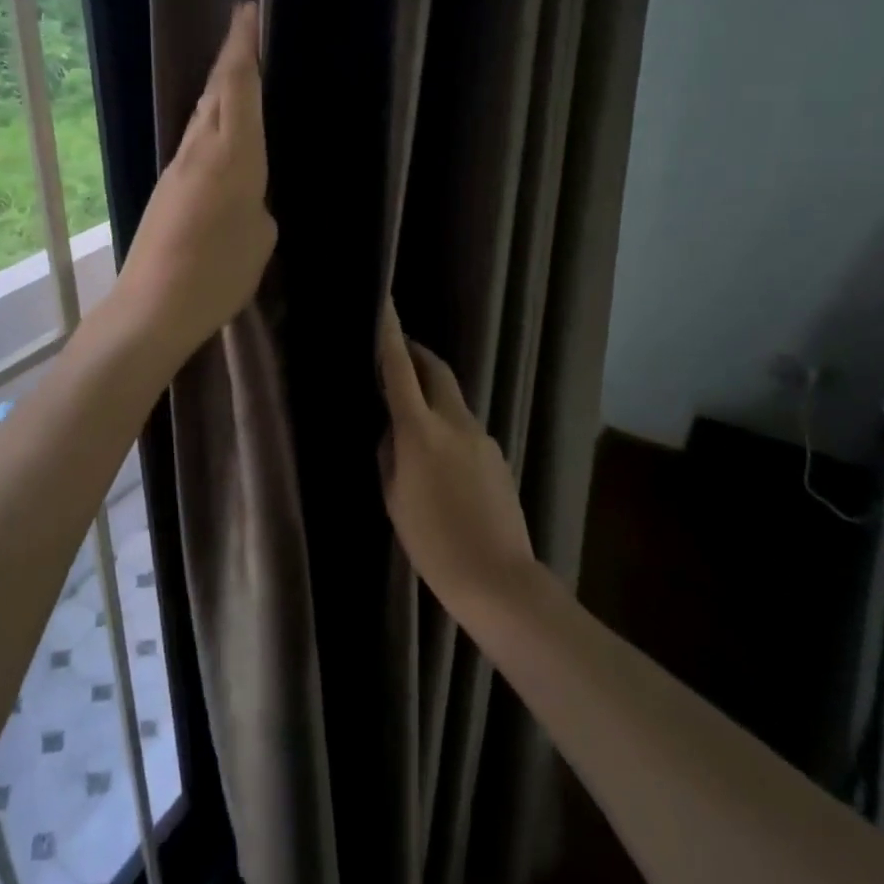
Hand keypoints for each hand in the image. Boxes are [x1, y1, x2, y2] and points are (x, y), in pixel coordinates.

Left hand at [113, 2, 276, 366]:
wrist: (152, 306)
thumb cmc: (217, 273)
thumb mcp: (259, 240)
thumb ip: (257, 207)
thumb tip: (246, 199)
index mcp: (232, 155)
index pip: (238, 87)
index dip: (242, 47)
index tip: (246, 12)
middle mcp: (200, 151)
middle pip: (214, 92)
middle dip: (231, 58)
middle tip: (245, 32)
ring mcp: (177, 169)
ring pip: (200, 115)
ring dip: (218, 89)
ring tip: (237, 74)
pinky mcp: (165, 190)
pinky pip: (193, 142)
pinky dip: (209, 124)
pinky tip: (220, 134)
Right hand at [379, 306, 536, 607]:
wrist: (498, 579)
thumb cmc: (433, 542)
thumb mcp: (394, 497)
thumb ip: (389, 454)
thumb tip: (390, 430)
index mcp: (421, 431)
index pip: (400, 370)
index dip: (390, 334)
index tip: (385, 303)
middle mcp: (456, 423)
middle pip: (437, 372)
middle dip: (417, 354)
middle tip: (398, 350)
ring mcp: (482, 438)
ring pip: (453, 400)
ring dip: (432, 393)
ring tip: (411, 413)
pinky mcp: (498, 456)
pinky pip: (466, 427)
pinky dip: (447, 425)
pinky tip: (440, 458)